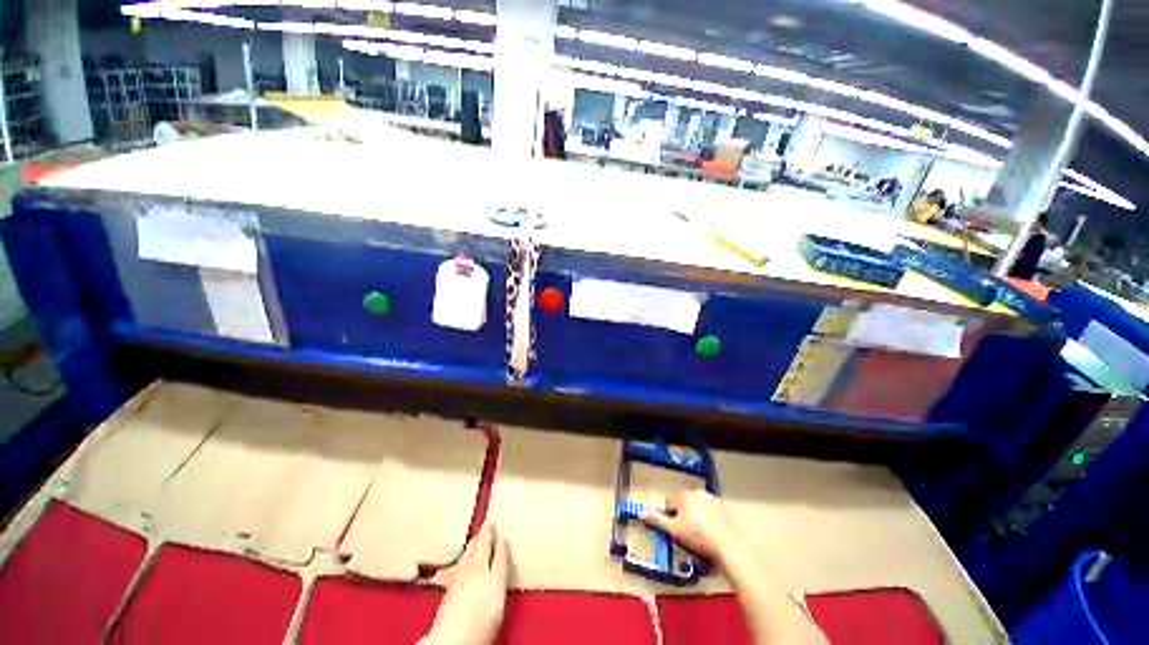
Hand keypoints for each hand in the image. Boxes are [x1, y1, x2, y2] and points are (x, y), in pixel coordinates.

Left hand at [422, 524, 510, 644]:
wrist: (451, 641)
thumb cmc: (479, 632)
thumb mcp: (499, 609)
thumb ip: (500, 584)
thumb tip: (500, 574)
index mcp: (495, 579)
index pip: (501, 555)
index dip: (502, 545)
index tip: (503, 537)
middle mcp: (478, 573)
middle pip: (484, 547)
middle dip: (487, 534)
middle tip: (490, 523)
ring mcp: (462, 577)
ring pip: (469, 552)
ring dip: (475, 541)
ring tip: (478, 534)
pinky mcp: (449, 585)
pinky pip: (459, 562)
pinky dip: (464, 554)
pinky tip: (463, 555)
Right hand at [641, 490, 746, 568]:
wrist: (728, 545)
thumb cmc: (698, 536)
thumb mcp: (674, 530)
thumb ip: (657, 520)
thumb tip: (641, 512)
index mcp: (683, 496)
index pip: (669, 503)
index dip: (669, 517)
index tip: (674, 531)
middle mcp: (697, 492)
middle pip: (683, 504)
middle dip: (683, 516)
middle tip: (687, 534)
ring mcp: (712, 499)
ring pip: (697, 507)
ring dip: (696, 517)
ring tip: (701, 536)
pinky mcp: (724, 508)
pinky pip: (711, 512)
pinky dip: (709, 520)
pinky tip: (712, 534)